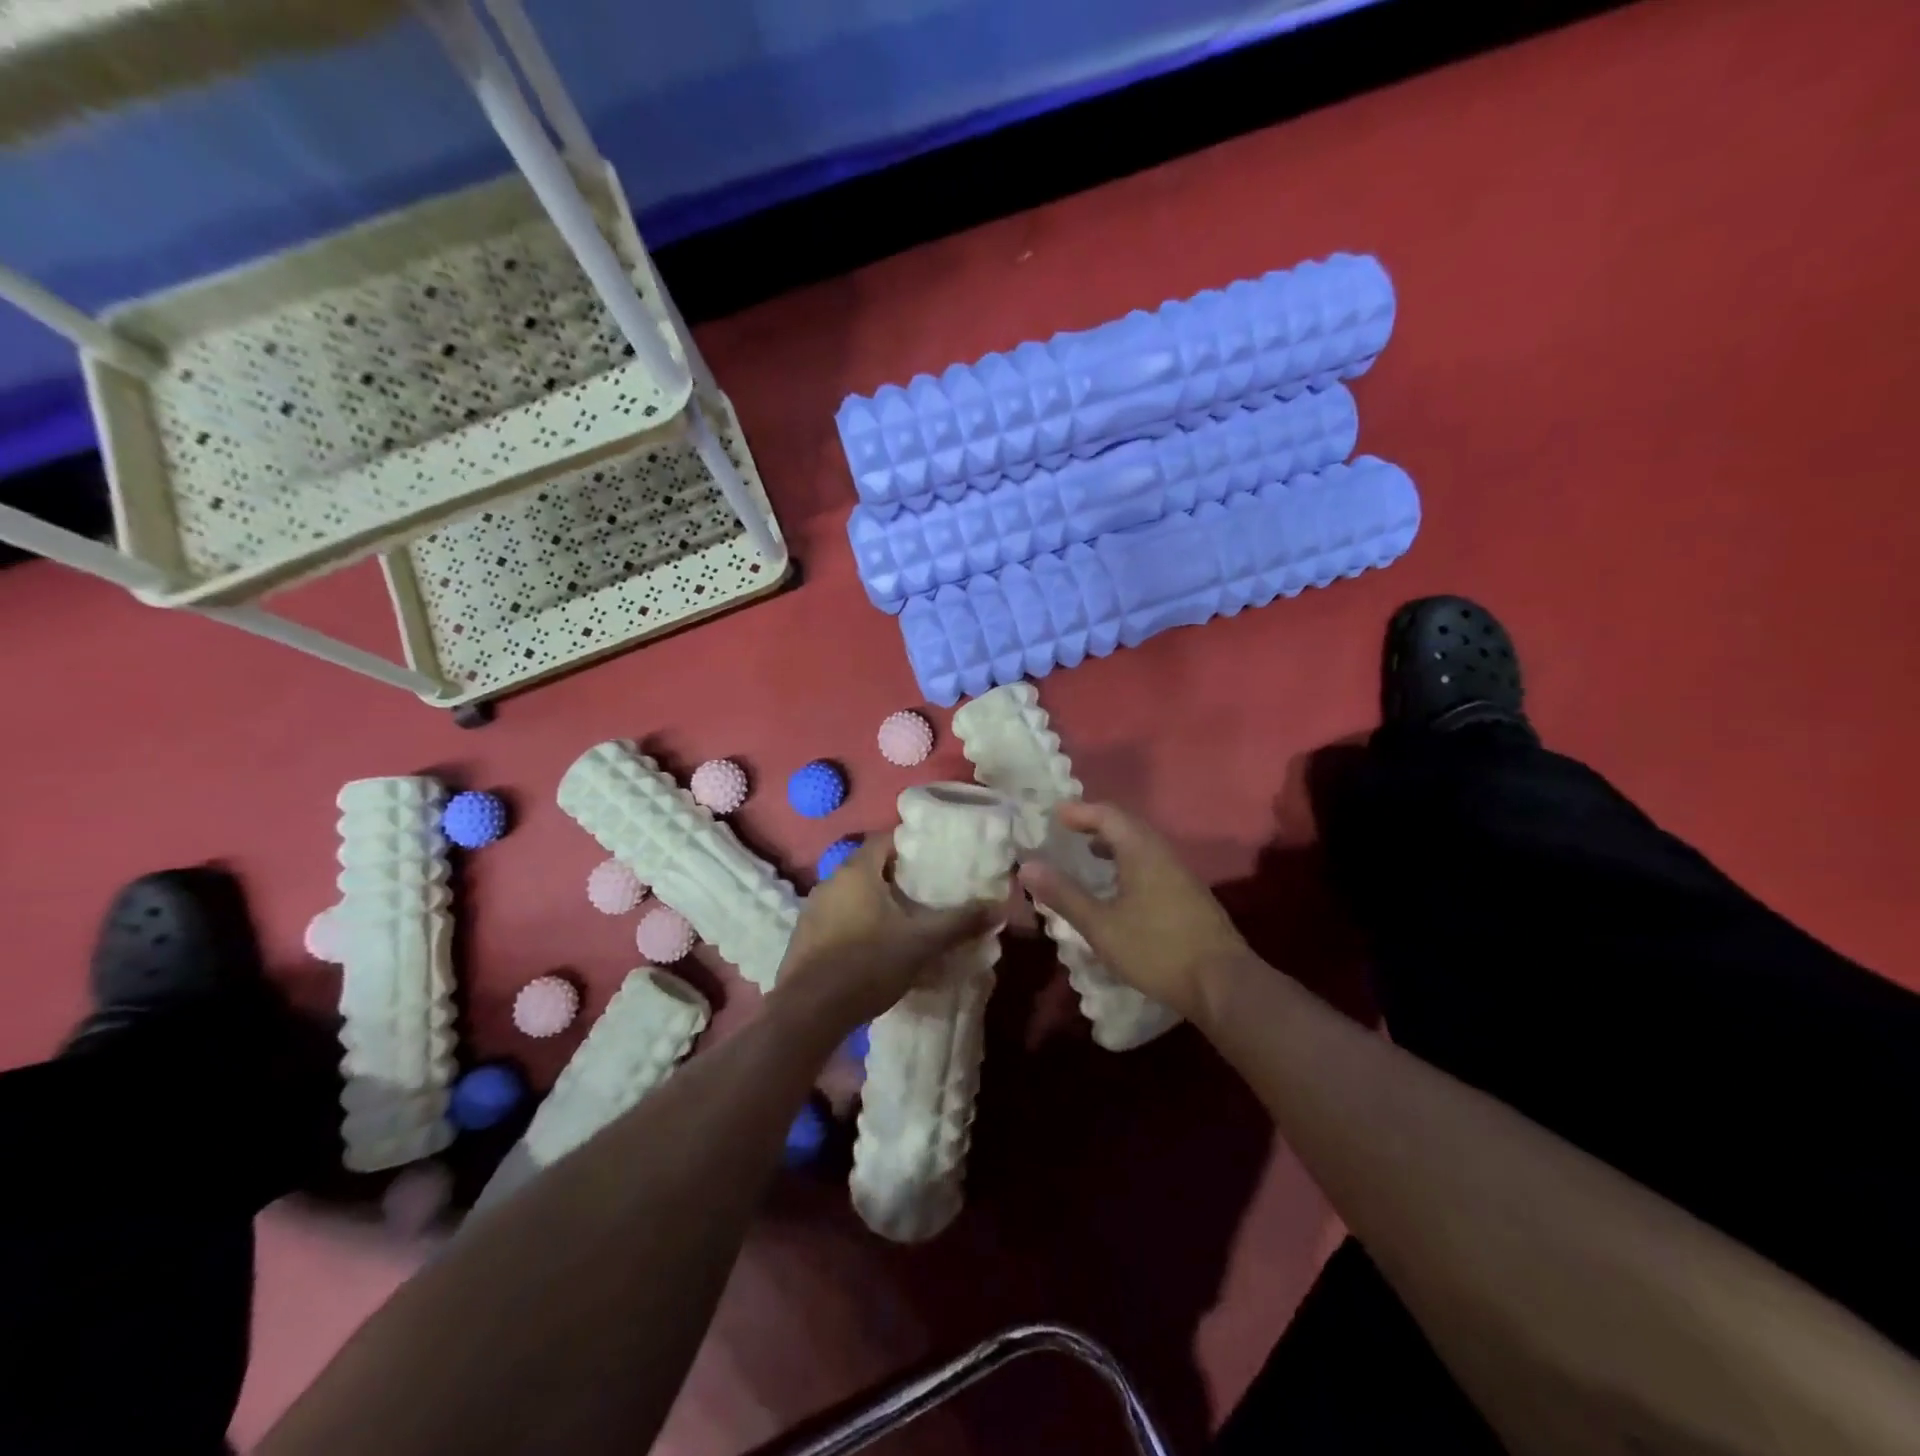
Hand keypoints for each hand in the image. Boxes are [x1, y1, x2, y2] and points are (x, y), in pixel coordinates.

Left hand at [776, 832, 998, 1026]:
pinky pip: (837, 919)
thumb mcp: (922, 943)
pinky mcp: (804, 938)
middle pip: (869, 867)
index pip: (885, 839)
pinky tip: (875, 948)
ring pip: (852, 895)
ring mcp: (812, 910)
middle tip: (927, 893)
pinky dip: (858, 924)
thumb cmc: (868, 964)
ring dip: (876, 903)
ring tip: (905, 921)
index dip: (910, 845)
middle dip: (897, 877)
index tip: (934, 859)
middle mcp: (830, 882)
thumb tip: (999, 907)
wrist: (809, 1012)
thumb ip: (960, 922)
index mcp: (856, 871)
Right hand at [1019, 802, 1254, 1023]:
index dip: (1079, 812)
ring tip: (1087, 855)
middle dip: (1095, 823)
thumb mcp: (1101, 925)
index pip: (1107, 814)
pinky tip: (1118, 887)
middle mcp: (1163, 853)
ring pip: (1141, 844)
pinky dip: (1127, 861)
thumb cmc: (1157, 949)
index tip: (1053, 816)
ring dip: (1112, 843)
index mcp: (1142, 851)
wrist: (1223, 984)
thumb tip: (1027, 866)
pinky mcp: (1188, 894)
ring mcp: (1180, 873)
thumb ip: (1064, 894)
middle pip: (1126, 825)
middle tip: (1067, 831)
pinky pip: (1151, 862)